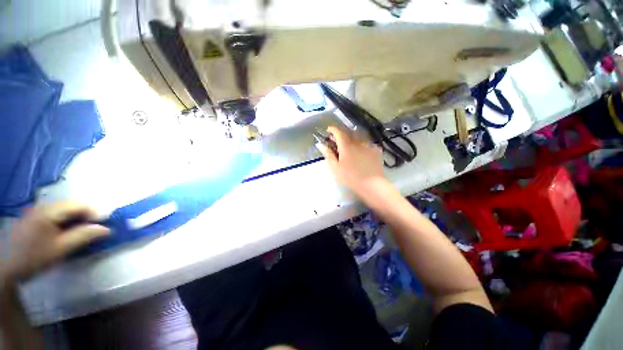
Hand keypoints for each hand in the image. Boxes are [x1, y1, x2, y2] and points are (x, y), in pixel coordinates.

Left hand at [1, 202, 109, 282]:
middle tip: (92, 231)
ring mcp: (36, 211)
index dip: (95, 214)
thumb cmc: (34, 257)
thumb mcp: (61, 249)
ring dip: (75, 220)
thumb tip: (107, 229)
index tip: (102, 227)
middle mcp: (43, 206)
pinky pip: (55, 215)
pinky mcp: (33, 218)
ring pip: (64, 210)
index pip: (80, 204)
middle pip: (72, 206)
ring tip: (79, 234)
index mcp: (50, 211)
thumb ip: (84, 236)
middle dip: (85, 217)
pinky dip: (64, 222)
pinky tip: (63, 234)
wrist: (6, 267)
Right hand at [316, 126, 386, 196]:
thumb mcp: (335, 168)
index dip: (332, 129)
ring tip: (351, 148)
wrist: (371, 184)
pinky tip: (362, 153)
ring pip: (359, 137)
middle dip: (342, 134)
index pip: (338, 131)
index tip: (328, 131)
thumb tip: (320, 144)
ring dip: (352, 139)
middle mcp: (358, 142)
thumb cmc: (350, 177)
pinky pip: (367, 143)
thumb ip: (328, 154)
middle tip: (338, 142)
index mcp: (346, 145)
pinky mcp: (376, 150)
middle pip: (349, 132)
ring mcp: (368, 145)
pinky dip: (362, 145)